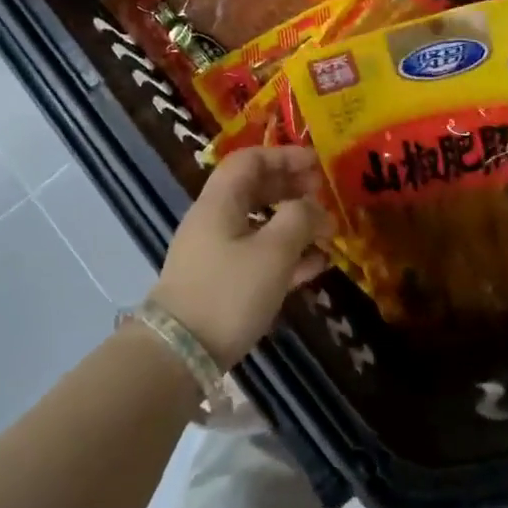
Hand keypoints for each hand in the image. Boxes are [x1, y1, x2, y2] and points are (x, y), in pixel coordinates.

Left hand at [150, 147, 332, 366]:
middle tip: (325, 196)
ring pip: (259, 224)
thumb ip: (299, 219)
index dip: (285, 156)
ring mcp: (215, 251)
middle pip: (255, 189)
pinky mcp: (220, 281)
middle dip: (292, 189)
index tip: (317, 165)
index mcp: (221, 201)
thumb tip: (314, 206)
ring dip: (293, 224)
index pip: (250, 160)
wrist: (180, 351)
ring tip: (327, 234)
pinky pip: (256, 255)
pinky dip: (285, 254)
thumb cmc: (230, 291)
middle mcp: (215, 219)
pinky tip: (315, 266)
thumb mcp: (274, 252)